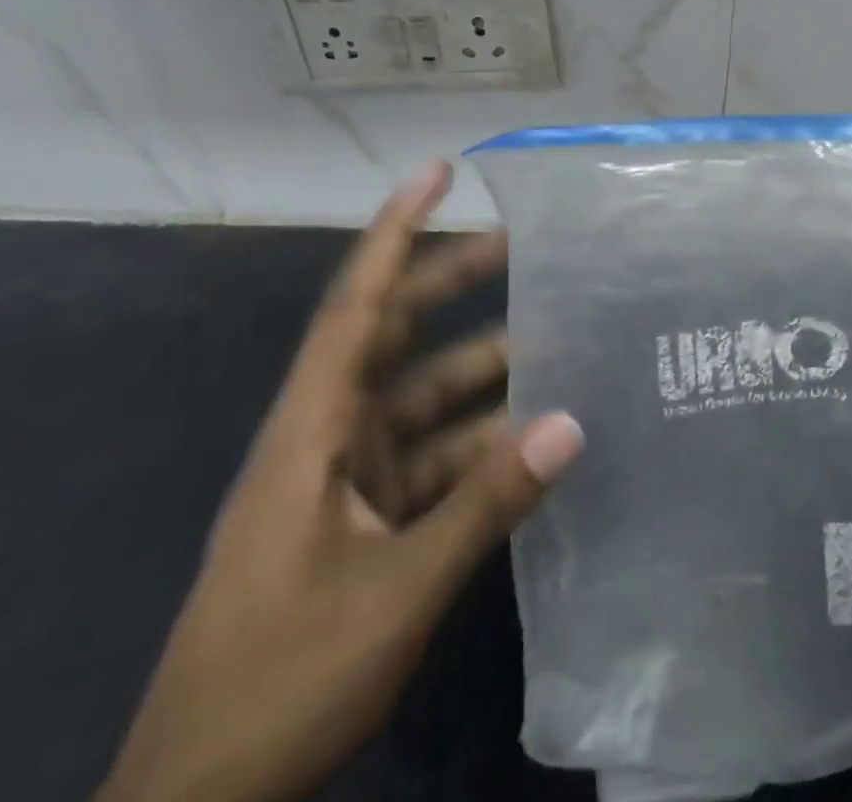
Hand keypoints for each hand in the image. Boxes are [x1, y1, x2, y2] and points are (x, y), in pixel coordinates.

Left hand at [94, 163, 583, 801]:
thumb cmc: (278, 681)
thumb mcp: (393, 591)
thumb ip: (487, 502)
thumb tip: (573, 421)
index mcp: (311, 430)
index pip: (356, 304)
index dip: (395, 229)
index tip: (438, 171)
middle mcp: (328, 436)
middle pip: (394, 334)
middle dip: (453, 283)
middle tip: (522, 243)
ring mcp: (345, 480)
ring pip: (424, 399)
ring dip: (484, 374)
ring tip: (559, 344)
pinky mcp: (364, 520)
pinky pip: (434, 458)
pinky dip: (482, 444)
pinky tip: (536, 442)